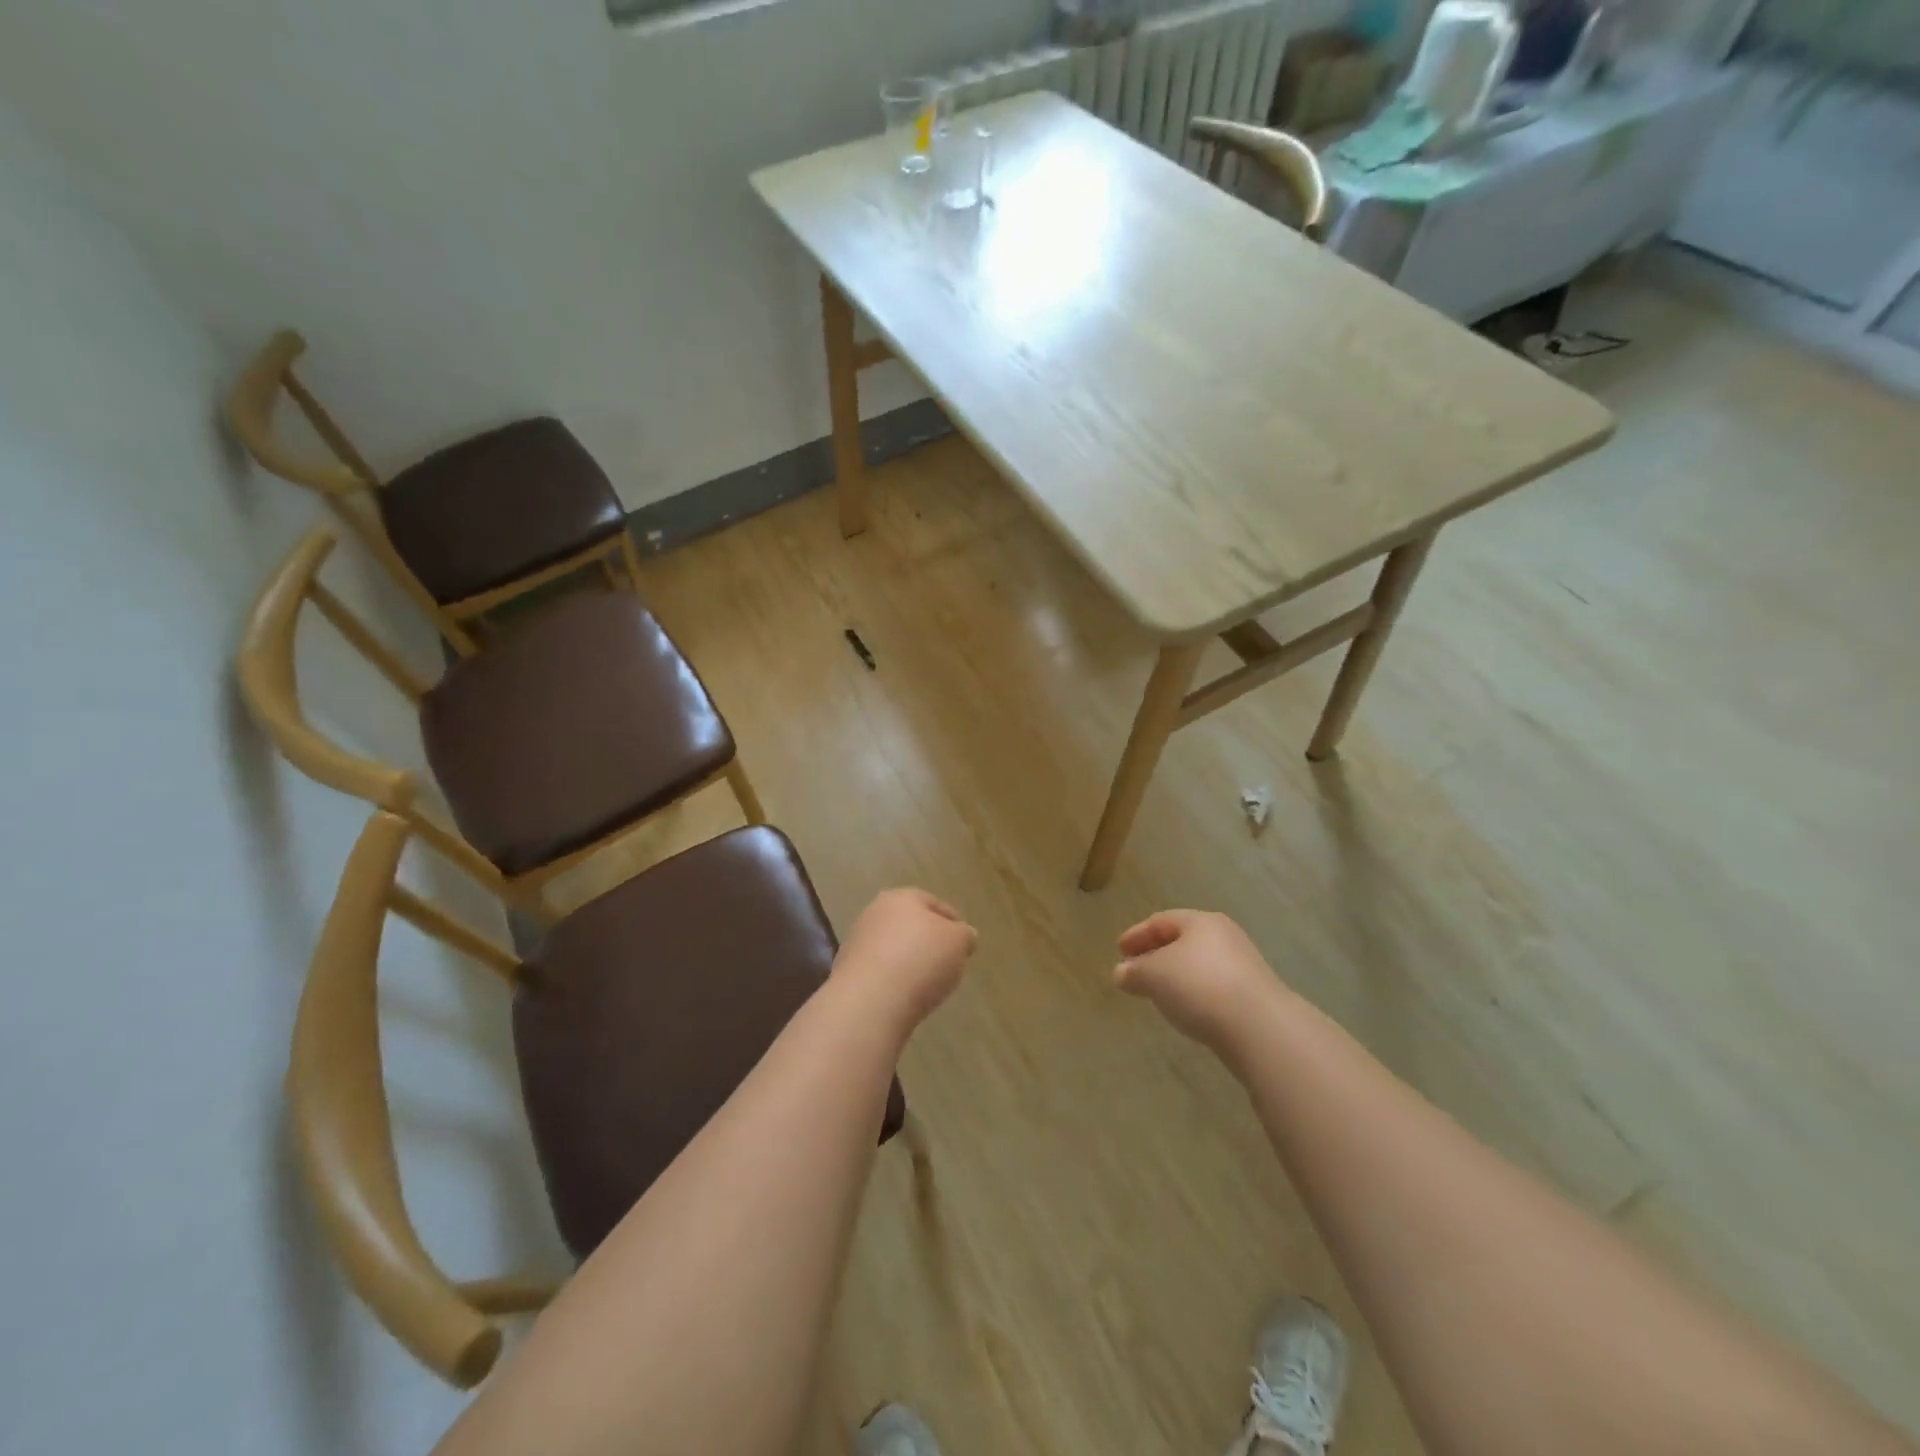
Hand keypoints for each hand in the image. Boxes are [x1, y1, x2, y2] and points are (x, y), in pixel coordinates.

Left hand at [832, 889, 976, 1038]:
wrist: (869, 1001)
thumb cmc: (920, 961)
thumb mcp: (959, 943)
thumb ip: (965, 935)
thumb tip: (963, 935)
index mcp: (903, 897)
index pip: (936, 905)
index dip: (954, 924)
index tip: (965, 945)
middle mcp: (875, 912)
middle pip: (911, 925)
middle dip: (928, 941)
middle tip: (947, 963)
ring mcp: (857, 941)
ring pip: (893, 948)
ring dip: (908, 961)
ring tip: (926, 984)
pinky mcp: (846, 971)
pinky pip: (879, 971)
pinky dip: (892, 979)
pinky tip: (903, 996)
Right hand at [1114, 910, 1282, 1053]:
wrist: (1259, 1027)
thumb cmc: (1198, 986)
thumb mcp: (1153, 975)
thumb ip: (1134, 971)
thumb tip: (1121, 973)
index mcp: (1200, 921)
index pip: (1161, 921)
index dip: (1137, 934)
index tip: (1119, 951)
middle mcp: (1224, 936)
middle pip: (1182, 940)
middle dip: (1156, 954)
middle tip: (1136, 970)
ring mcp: (1243, 965)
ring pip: (1199, 964)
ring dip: (1175, 975)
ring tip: (1158, 993)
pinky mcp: (1253, 994)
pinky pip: (1213, 985)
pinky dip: (1194, 992)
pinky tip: (1186, 1009)